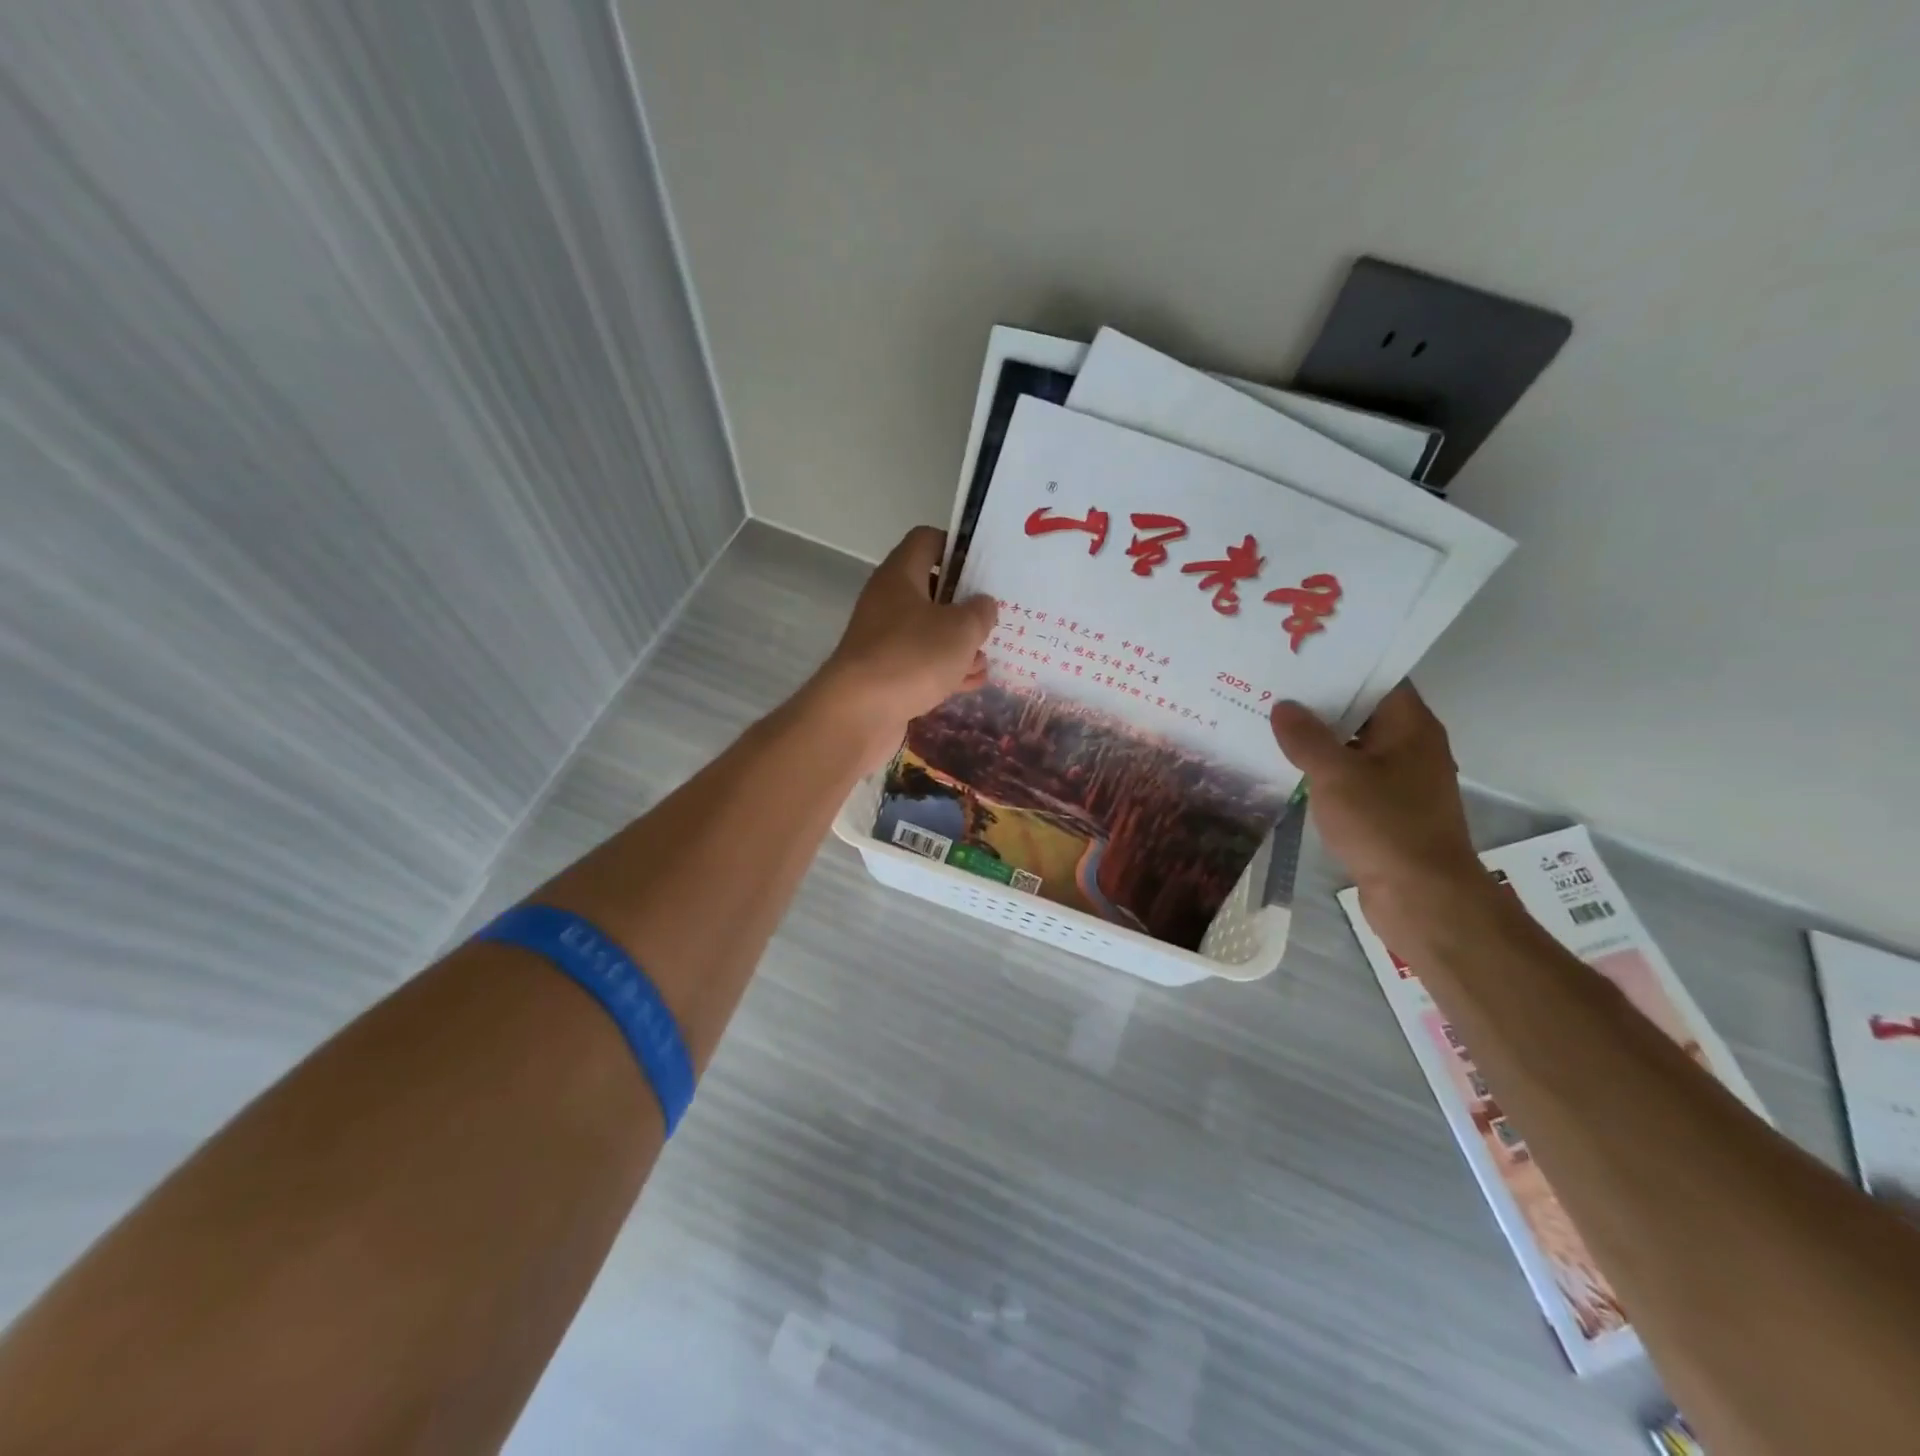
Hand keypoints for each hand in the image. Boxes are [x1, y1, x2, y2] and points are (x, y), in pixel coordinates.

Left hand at [811, 526, 995, 768]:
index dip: (957, 547)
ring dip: (959, 645)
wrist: (858, 714)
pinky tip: (971, 684)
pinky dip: (945, 671)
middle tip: (994, 618)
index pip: (928, 540)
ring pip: (929, 632)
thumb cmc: (912, 656)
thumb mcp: (961, 629)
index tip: (985, 567)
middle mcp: (888, 602)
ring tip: (987, 659)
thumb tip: (982, 605)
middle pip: (932, 590)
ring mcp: (884, 640)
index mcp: (901, 575)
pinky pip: (921, 664)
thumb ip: (979, 612)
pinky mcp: (885, 674)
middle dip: (965, 606)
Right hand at [1270, 683, 1491, 940]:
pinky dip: (1325, 770)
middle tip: (1272, 686)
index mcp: (1410, 727)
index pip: (1378, 678)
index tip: (1299, 657)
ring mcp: (1401, 780)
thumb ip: (1306, 738)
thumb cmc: (1384, 825)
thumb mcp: (1336, 775)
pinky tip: (1288, 768)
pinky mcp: (1388, 810)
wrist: (1423, 898)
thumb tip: (1284, 707)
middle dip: (1320, 701)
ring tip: (1271, 723)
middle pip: (1363, 711)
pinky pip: (1352, 777)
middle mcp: (1411, 746)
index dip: (1341, 664)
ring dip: (1319, 739)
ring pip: (1354, 746)